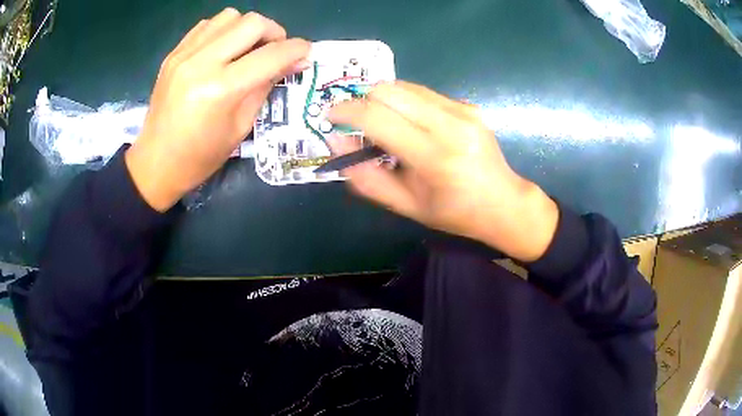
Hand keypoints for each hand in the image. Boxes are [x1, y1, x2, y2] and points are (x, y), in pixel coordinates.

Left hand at [126, 9, 310, 210]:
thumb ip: (266, 87)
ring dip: (247, 28)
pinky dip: (223, 31)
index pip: (270, 55)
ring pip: (230, 16)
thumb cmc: (200, 156)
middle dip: (274, 32)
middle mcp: (201, 63)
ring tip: (246, 49)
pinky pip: (207, 25)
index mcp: (221, 90)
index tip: (306, 52)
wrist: (156, 162)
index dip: (297, 50)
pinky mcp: (174, 54)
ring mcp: (184, 55)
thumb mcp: (241, 127)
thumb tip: (294, 63)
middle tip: (274, 51)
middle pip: (252, 23)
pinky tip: (223, 50)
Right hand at [328, 82, 558, 261]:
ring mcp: (463, 110)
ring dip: (382, 99)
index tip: (329, 116)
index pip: (378, 117)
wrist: (504, 202)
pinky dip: (403, 102)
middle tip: (354, 121)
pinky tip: (408, 123)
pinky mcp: (468, 105)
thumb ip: (366, 177)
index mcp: (434, 156)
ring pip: (404, 86)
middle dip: (361, 100)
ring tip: (380, 123)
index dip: (345, 112)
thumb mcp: (405, 205)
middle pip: (389, 90)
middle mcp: (451, 124)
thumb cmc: (454, 212)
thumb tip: (337, 142)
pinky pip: (423, 92)